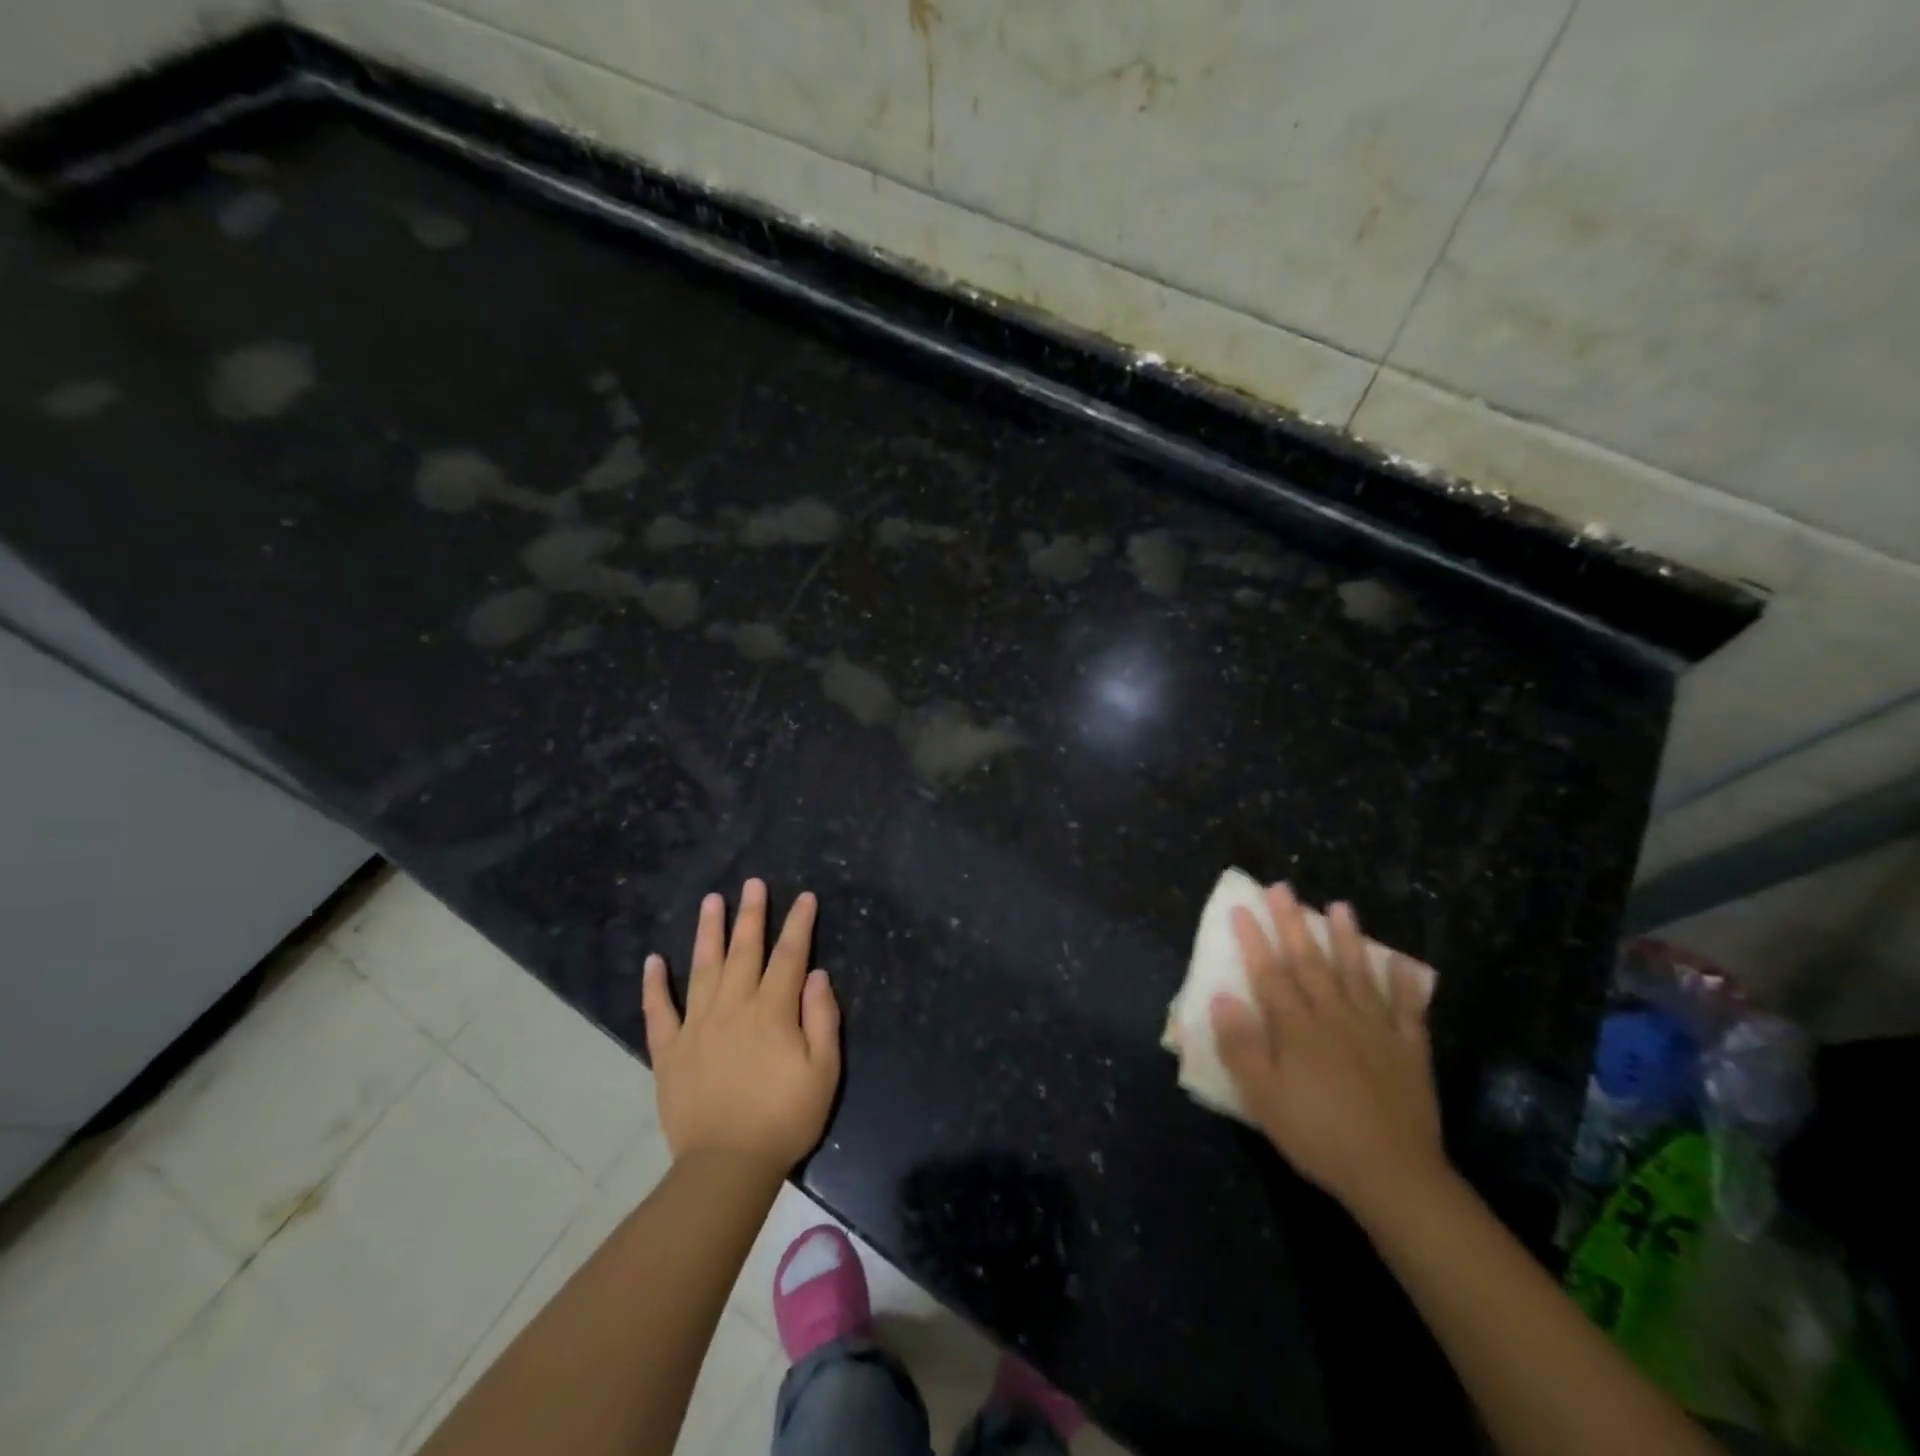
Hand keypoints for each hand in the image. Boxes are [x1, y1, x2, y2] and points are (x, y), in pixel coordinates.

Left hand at [642, 879, 841, 1176]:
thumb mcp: (824, 1071)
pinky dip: (654, 984)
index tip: (805, 897)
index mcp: (771, 1012)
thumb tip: (816, 975)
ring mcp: (696, 1026)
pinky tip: (653, 959)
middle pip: (744, 951)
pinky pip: (658, 1011)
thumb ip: (822, 1018)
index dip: (798, 924)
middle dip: (752, 914)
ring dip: (708, 932)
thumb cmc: (784, 1118)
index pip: (789, 956)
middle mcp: (732, 1008)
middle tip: (753, 882)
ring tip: (711, 900)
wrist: (726, 1167)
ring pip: (702, 969)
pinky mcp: (669, 1051)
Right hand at [1210, 883, 1446, 1220]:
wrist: (1394, 1176)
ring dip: (1348, 938)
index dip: (1254, 939)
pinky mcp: (1409, 1049)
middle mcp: (1335, 1016)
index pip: (1269, 973)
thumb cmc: (1317, 1135)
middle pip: (1310, 961)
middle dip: (1293, 922)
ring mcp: (1376, 1029)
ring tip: (1340, 907)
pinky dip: (1404, 984)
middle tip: (1282, 887)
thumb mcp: (1263, 1097)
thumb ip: (1241, 1045)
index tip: (1241, 907)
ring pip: (1358, 973)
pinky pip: (1408, 1009)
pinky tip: (1401, 962)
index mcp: (1297, 1027)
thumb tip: (1222, 997)